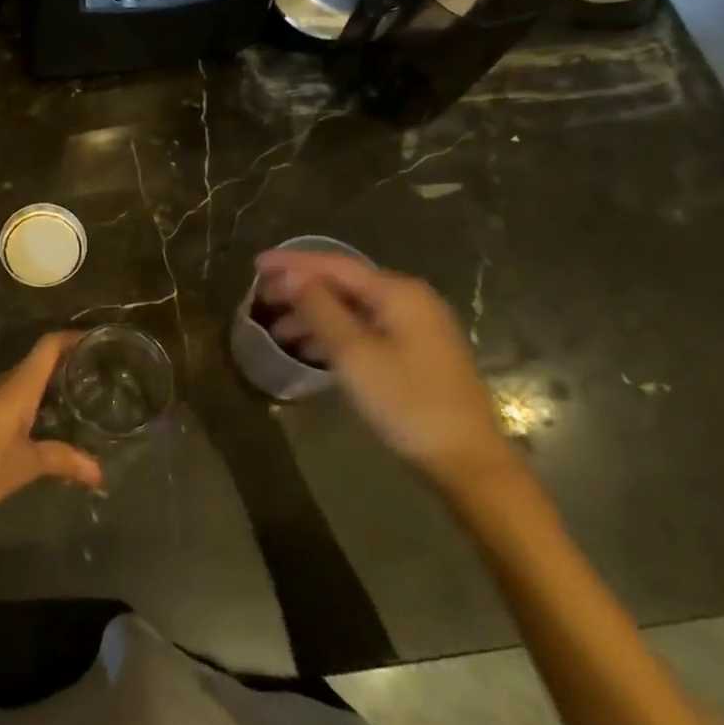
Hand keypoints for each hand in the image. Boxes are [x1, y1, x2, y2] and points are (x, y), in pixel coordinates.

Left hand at [0, 332, 103, 516]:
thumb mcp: (27, 464)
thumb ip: (63, 461)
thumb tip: (100, 472)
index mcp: (19, 386)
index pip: (48, 346)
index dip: (72, 337)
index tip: (97, 340)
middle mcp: (4, 383)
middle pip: (38, 360)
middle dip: (66, 362)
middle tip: (96, 373)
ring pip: (24, 379)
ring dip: (49, 382)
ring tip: (77, 395)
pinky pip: (12, 395)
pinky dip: (33, 399)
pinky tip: (43, 420)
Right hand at [254, 250, 512, 490]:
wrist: (468, 461)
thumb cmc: (407, 402)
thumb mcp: (354, 354)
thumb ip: (319, 309)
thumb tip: (291, 276)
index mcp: (397, 292)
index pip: (335, 265)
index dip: (293, 263)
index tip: (256, 264)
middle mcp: (410, 300)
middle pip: (344, 284)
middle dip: (301, 290)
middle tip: (261, 299)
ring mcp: (417, 327)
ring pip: (354, 309)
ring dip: (315, 316)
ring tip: (277, 331)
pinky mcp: (418, 353)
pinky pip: (366, 329)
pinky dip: (336, 334)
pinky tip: (311, 350)